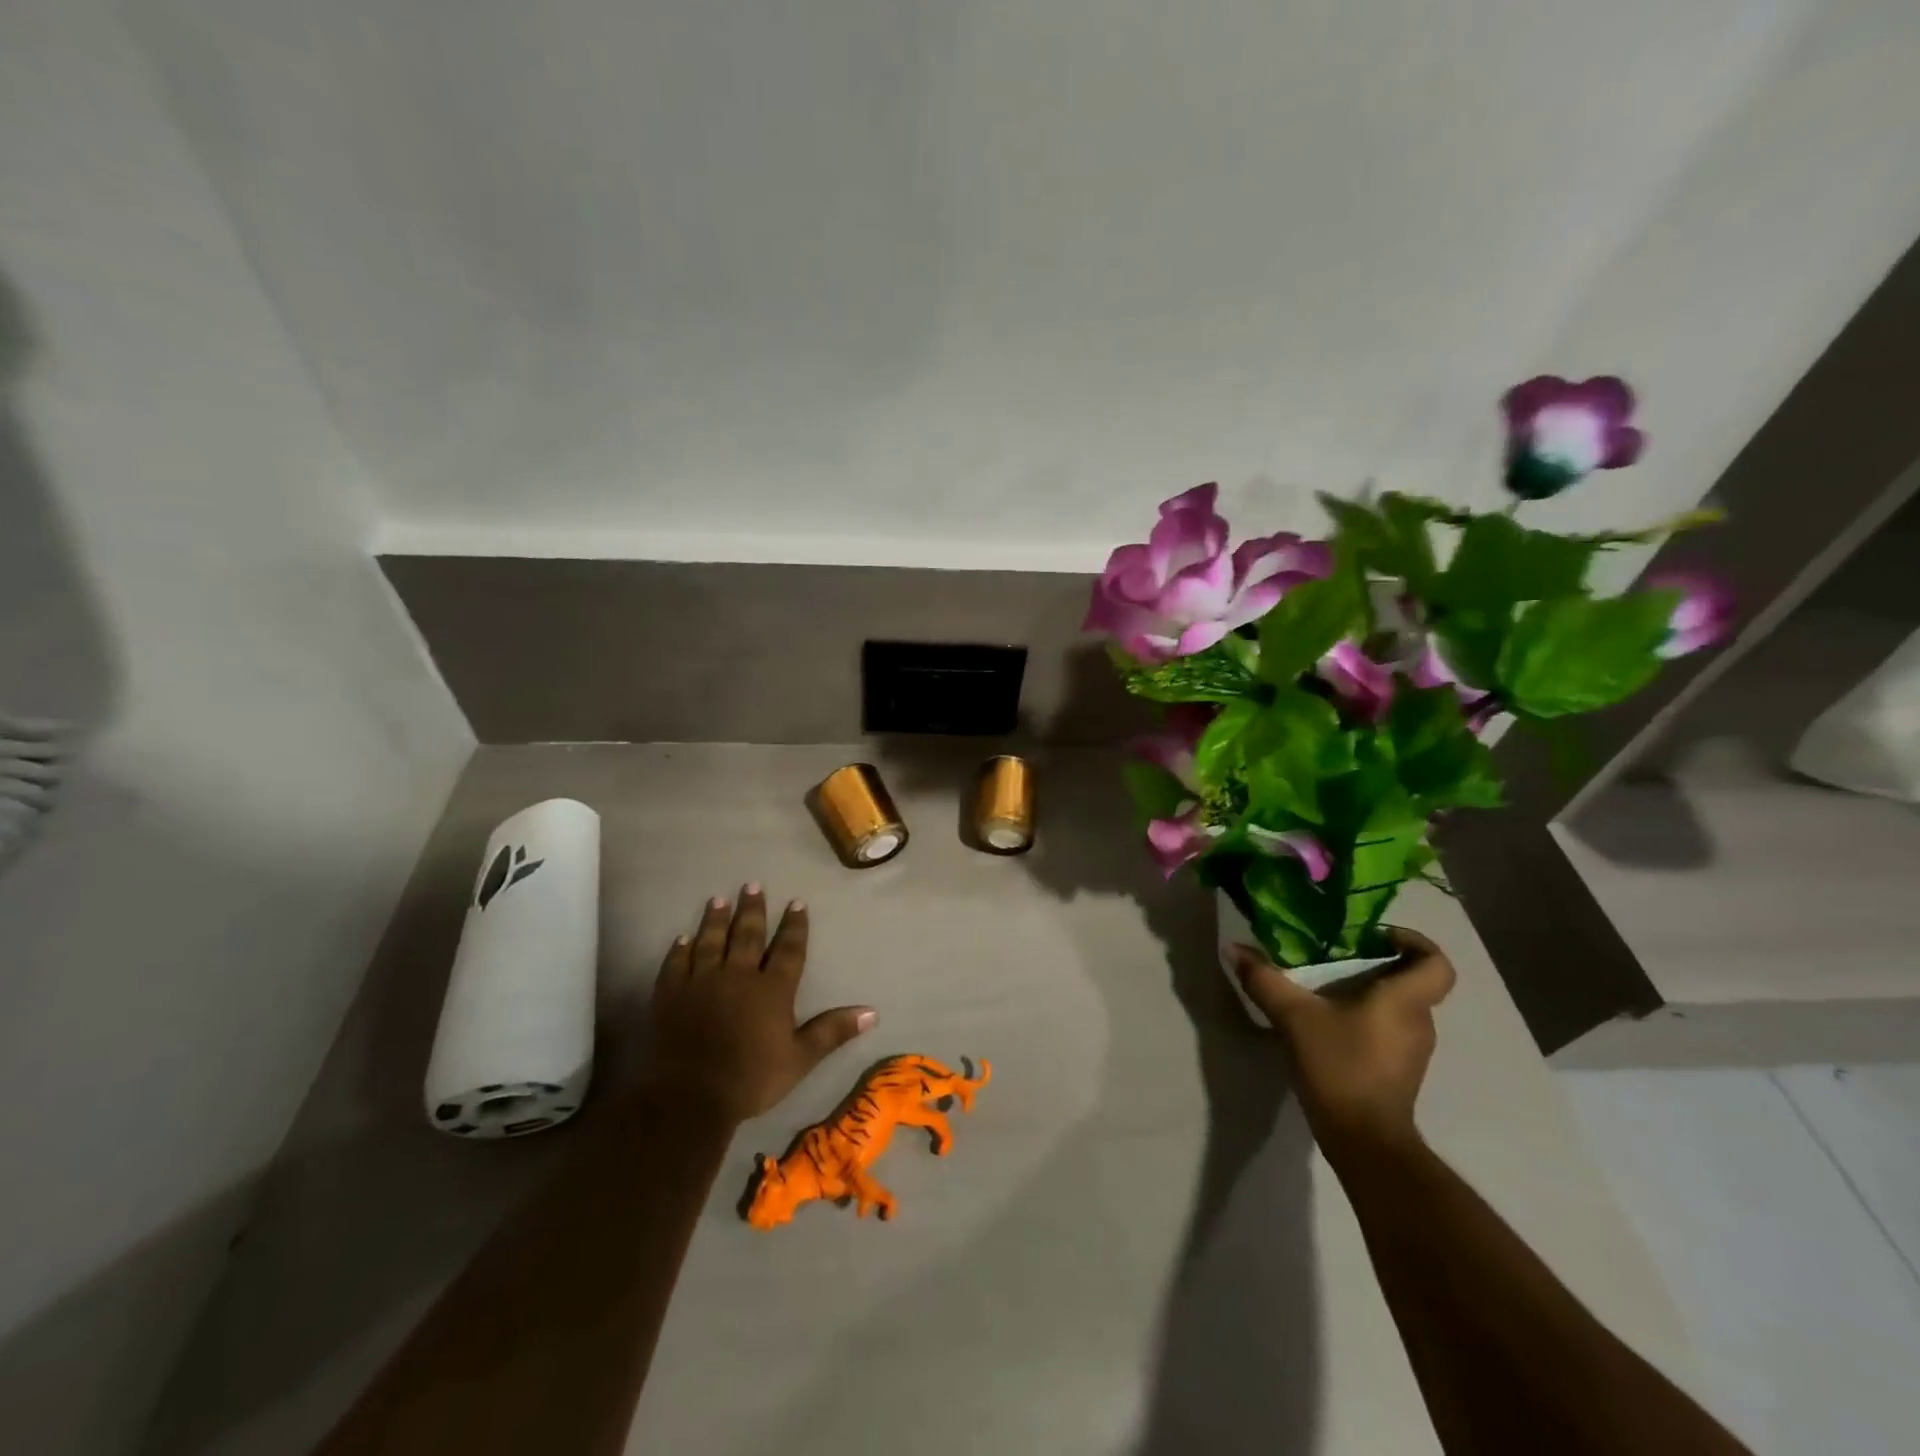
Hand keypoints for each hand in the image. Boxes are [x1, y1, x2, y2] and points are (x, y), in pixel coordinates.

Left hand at [644, 885, 875, 1122]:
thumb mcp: (800, 1058)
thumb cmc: (751, 1078)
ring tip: (718, 899)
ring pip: (710, 942)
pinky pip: (675, 965)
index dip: (794, 926)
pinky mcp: (671, 995)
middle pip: (748, 936)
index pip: (788, 950)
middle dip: (752, 910)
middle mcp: (738, 976)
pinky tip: (681, 938)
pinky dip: (679, 950)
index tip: (796, 902)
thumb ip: (833, 1031)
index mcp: (772, 989)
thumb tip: (872, 1012)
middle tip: (752, 885)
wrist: (691, 1096)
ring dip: (715, 920)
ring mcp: (701, 983)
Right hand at [1229, 928, 1454, 1155]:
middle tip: (1337, 955)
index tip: (1377, 937)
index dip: (1415, 942)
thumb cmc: (1339, 1066)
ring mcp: (1412, 1049)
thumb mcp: (1293, 1016)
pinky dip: (1366, 1018)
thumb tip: (1234, 948)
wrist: (1363, 1139)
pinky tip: (1329, 1023)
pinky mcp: (1400, 1070)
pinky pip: (1389, 1029)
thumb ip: (1264, 979)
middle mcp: (1418, 1021)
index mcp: (1404, 1001)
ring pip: (1399, 1006)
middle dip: (1378, 963)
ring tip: (1326, 987)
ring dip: (1370, 992)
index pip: (1436, 963)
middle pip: (1412, 981)